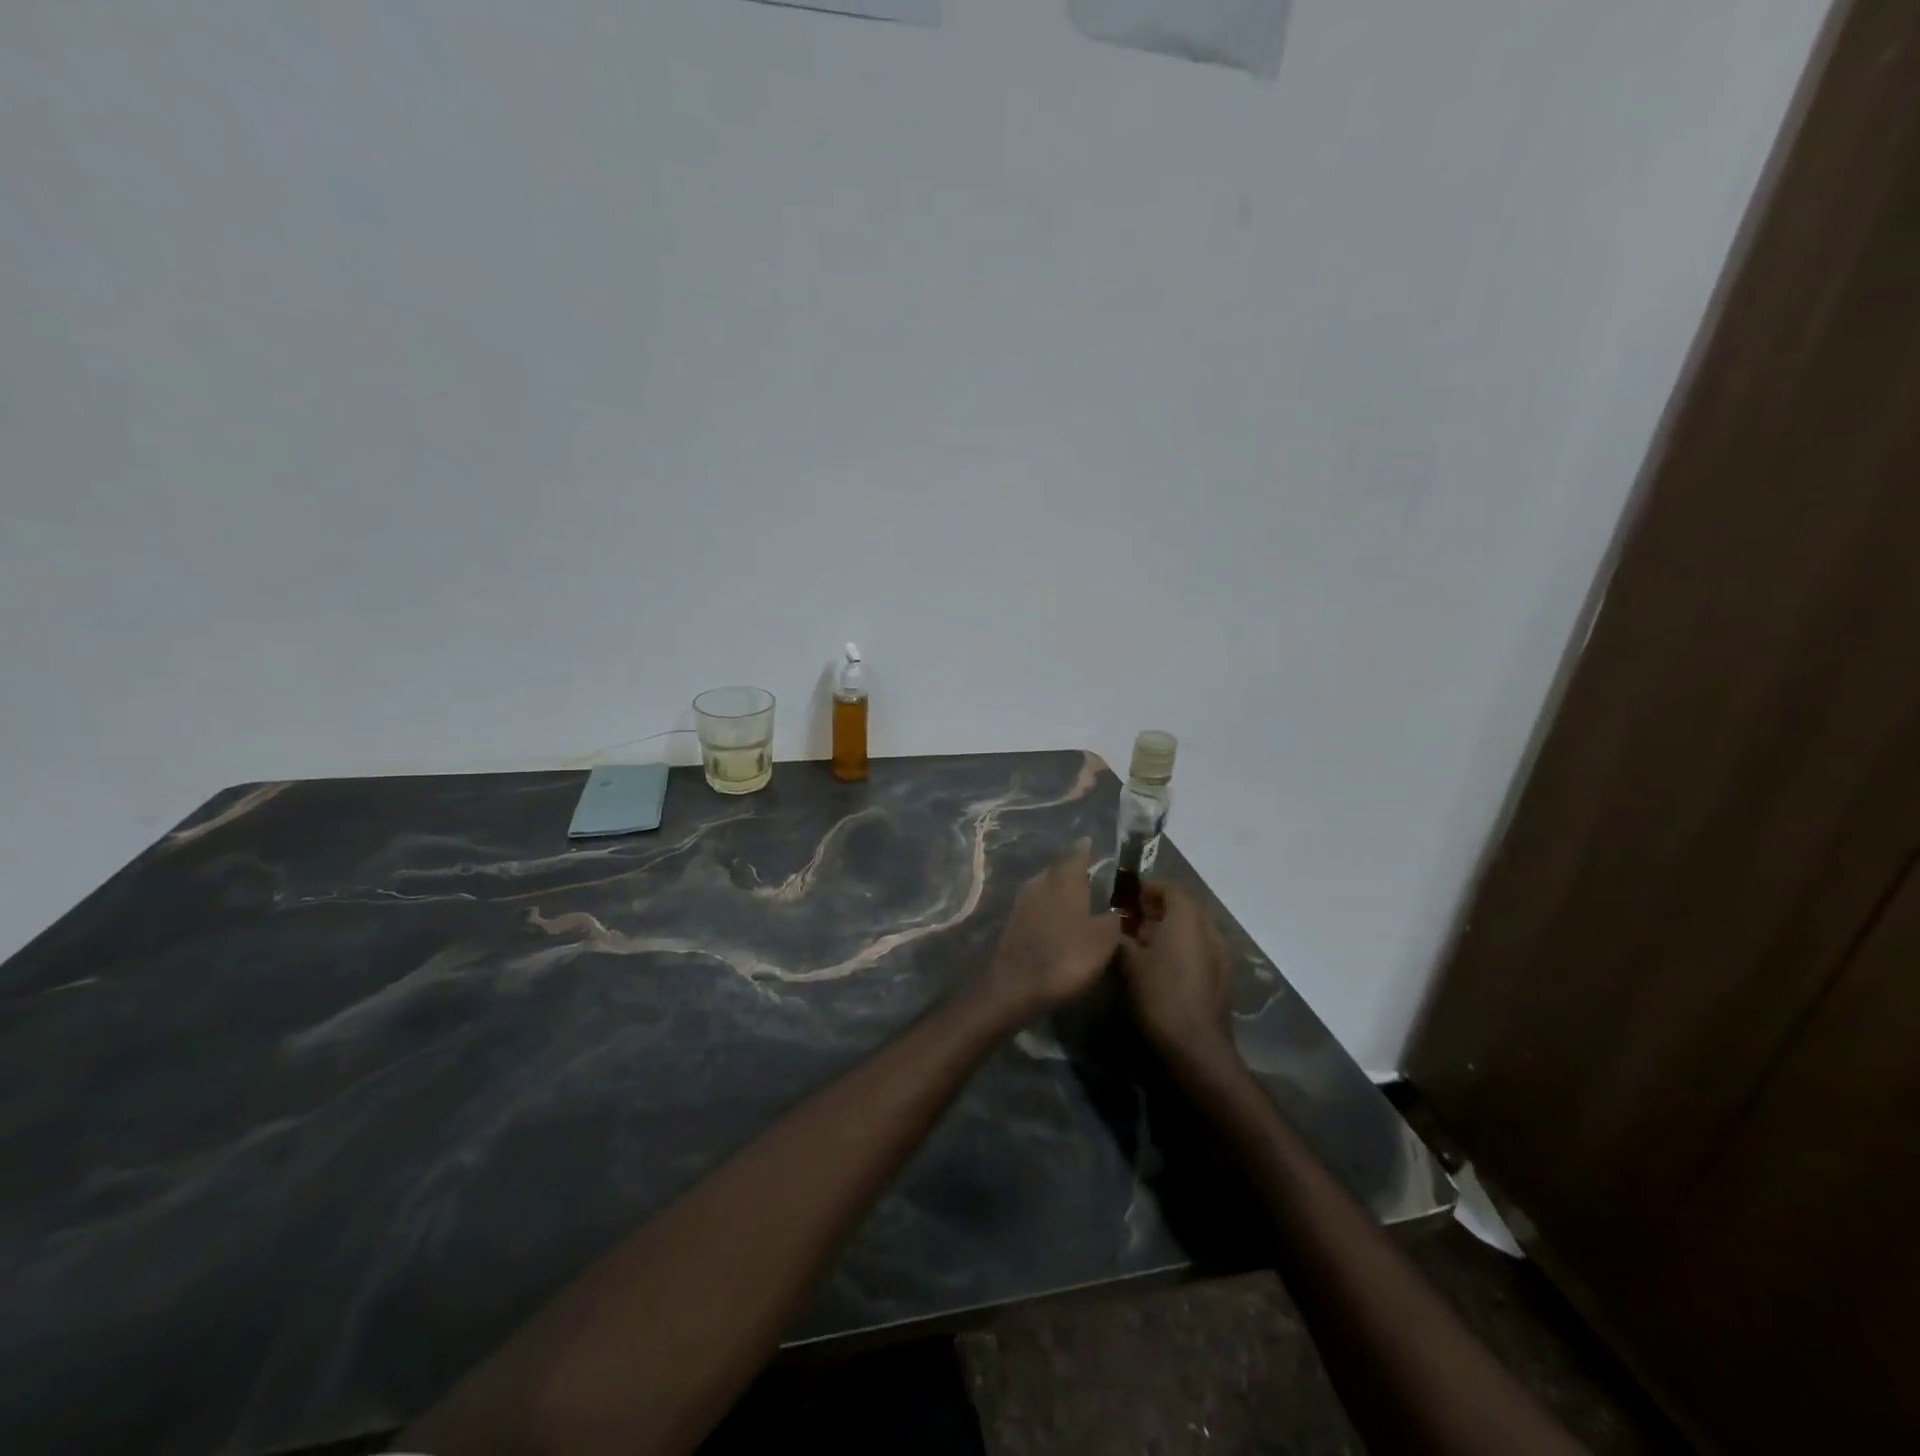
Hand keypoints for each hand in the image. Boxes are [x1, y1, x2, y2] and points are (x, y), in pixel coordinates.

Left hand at [985, 841, 1122, 1017]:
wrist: (1016, 985)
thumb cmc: (1066, 957)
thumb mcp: (1103, 940)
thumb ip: (1114, 919)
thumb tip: (1118, 909)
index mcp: (1064, 881)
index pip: (1076, 855)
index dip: (1084, 850)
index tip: (1089, 842)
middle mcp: (1040, 883)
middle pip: (1057, 869)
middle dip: (1071, 869)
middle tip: (1087, 871)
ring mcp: (1022, 902)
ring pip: (1044, 886)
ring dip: (1058, 888)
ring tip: (1075, 895)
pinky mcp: (1013, 922)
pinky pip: (1035, 905)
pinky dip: (1048, 906)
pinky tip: (1057, 918)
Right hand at [1118, 884, 1239, 1072]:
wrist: (1197, 1046)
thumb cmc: (1160, 996)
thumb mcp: (1129, 963)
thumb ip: (1120, 937)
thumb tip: (1114, 926)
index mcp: (1187, 918)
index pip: (1170, 889)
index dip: (1147, 889)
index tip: (1125, 898)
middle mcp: (1209, 929)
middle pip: (1184, 907)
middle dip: (1157, 909)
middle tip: (1130, 920)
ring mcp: (1221, 953)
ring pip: (1193, 929)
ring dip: (1170, 929)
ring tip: (1143, 943)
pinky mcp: (1223, 975)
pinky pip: (1201, 948)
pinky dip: (1183, 947)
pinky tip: (1163, 965)